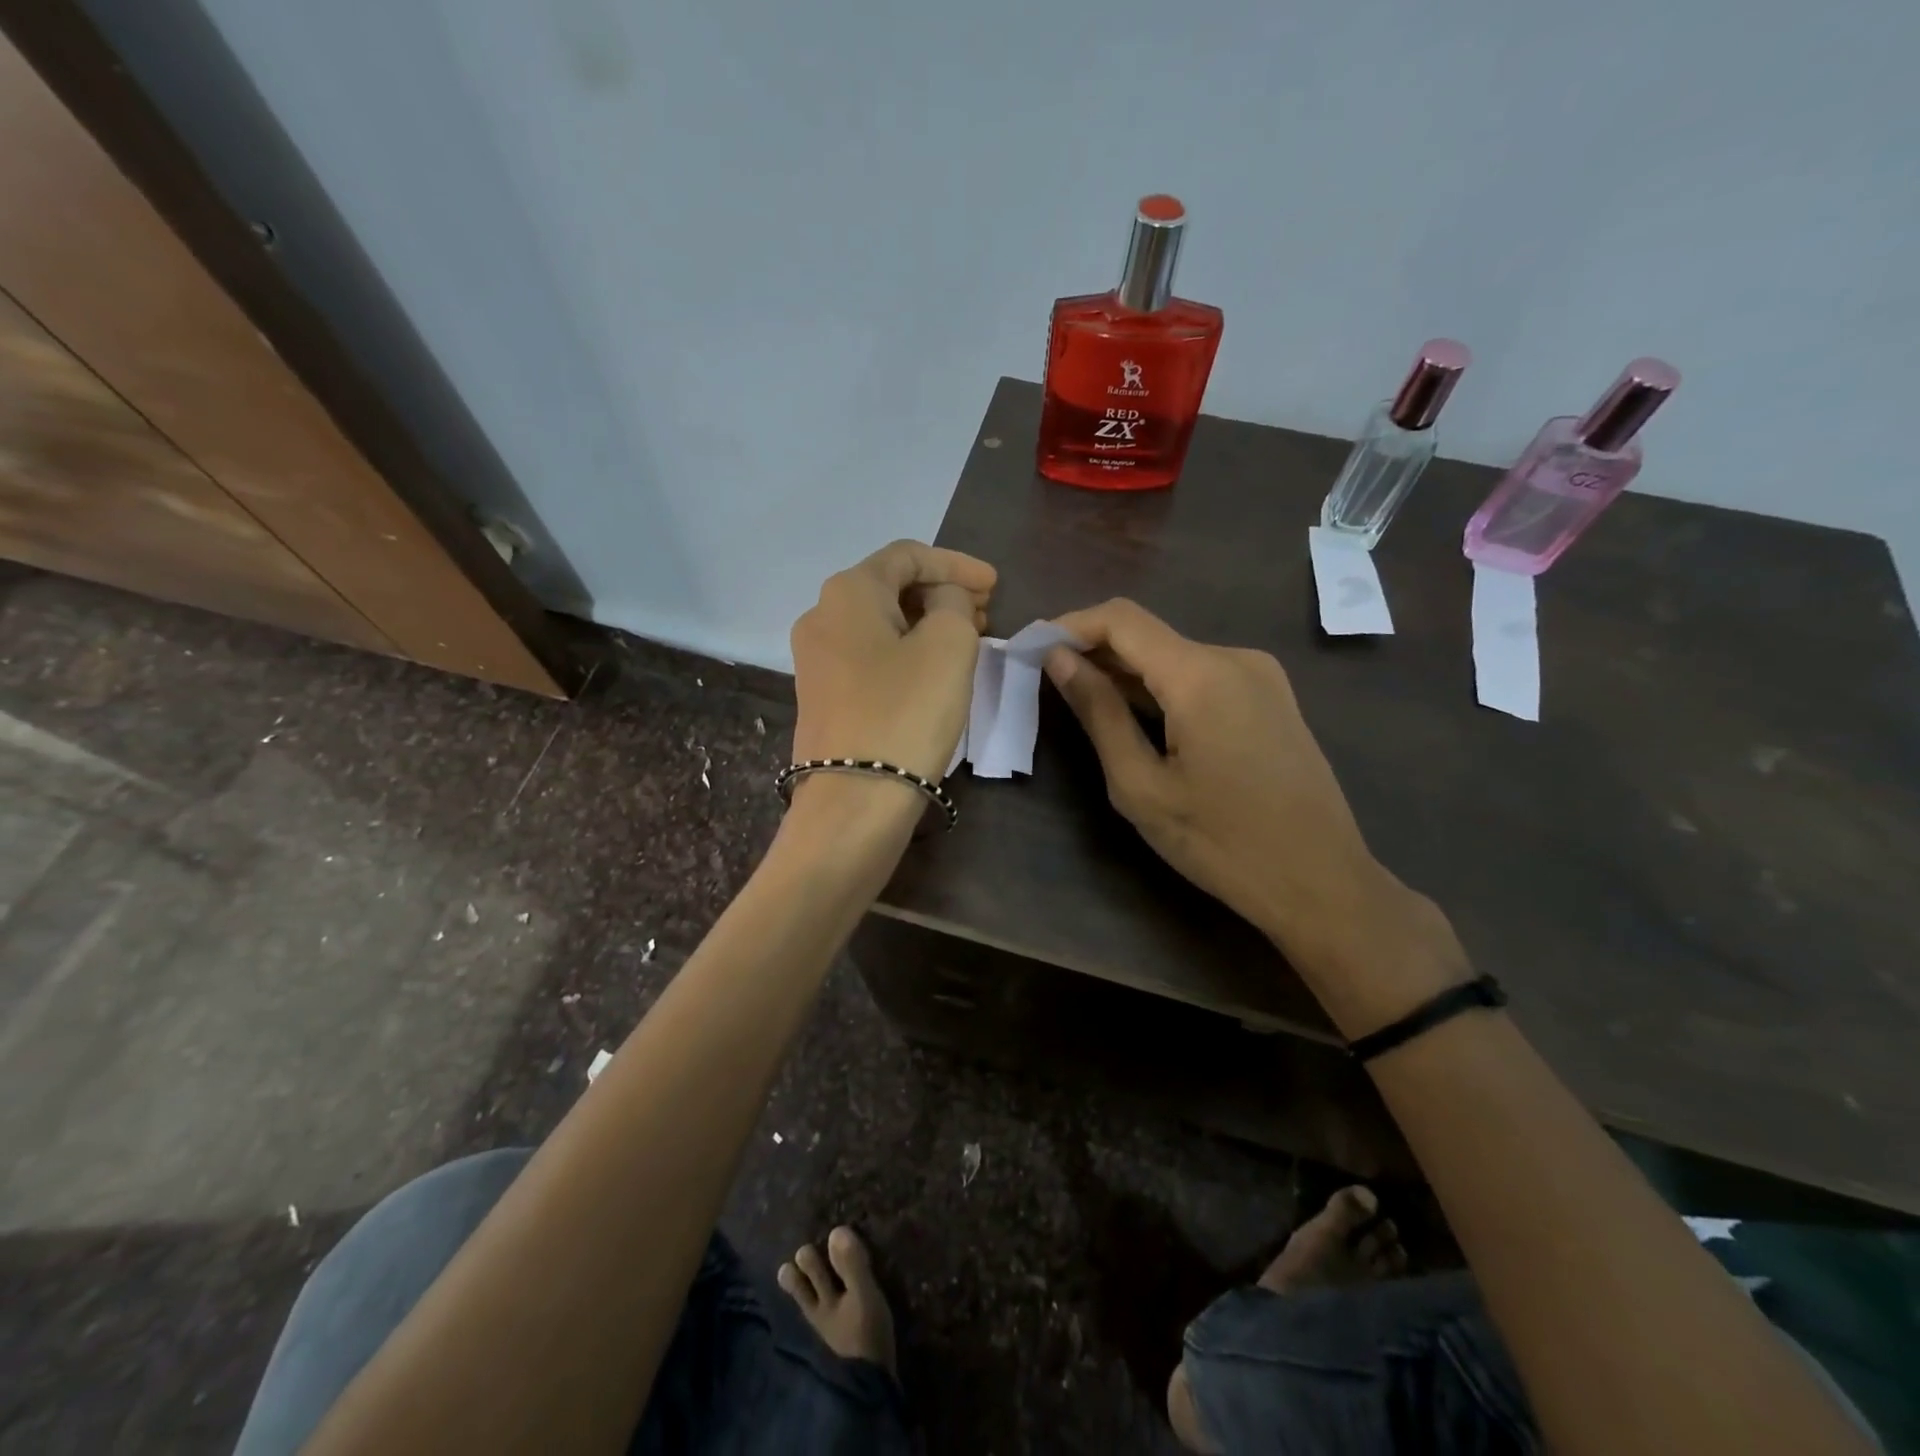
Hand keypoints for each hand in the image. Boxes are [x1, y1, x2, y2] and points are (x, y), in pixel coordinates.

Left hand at [789, 540, 994, 789]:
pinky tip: (935, 669)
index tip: (995, 585)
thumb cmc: (906, 712)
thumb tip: (942, 601)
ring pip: (881, 624)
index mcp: (847, 592)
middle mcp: (821, 616)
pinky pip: (871, 655)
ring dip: (927, 623)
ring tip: (969, 639)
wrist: (854, 800)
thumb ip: (953, 603)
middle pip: (891, 587)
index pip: (908, 555)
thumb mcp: (949, 645)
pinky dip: (907, 651)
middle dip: (942, 593)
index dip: (957, 564)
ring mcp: (816, 659)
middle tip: (986, 612)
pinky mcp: (823, 696)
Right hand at [1046, 599, 1461, 1029]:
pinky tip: (1140, 721)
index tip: (1032, 650)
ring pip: (1174, 656)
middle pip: (1147, 634)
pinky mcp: (1271, 697)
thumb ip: (1098, 712)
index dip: (1069, 625)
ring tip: (1086, 707)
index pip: (1121, 618)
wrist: (1321, 882)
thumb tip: (1058, 659)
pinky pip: (1202, 676)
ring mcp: (1260, 675)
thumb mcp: (1141, 784)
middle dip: (1094, 652)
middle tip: (1047, 684)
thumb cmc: (1220, 842)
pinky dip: (1162, 688)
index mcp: (1201, 674)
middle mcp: (1234, 657)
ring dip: (1127, 674)